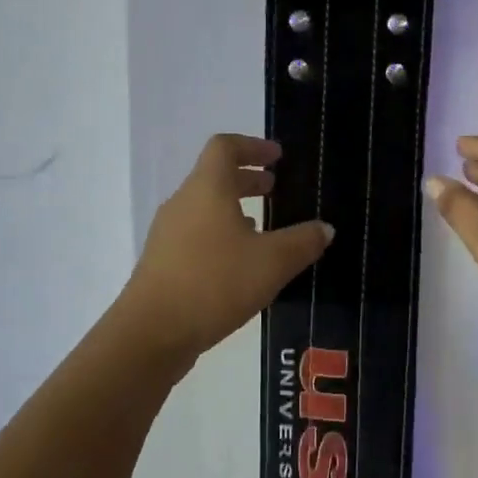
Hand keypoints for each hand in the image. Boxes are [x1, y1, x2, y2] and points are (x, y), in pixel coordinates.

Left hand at [117, 134, 332, 368]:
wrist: (152, 332)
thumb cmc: (216, 282)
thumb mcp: (272, 262)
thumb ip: (303, 242)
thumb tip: (324, 228)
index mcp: (207, 189)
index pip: (225, 147)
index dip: (252, 146)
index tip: (277, 157)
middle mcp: (183, 203)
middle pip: (214, 177)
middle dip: (246, 179)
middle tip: (275, 189)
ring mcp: (168, 234)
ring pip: (204, 209)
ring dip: (233, 210)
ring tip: (262, 229)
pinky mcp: (163, 262)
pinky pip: (196, 235)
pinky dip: (220, 236)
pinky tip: (239, 264)